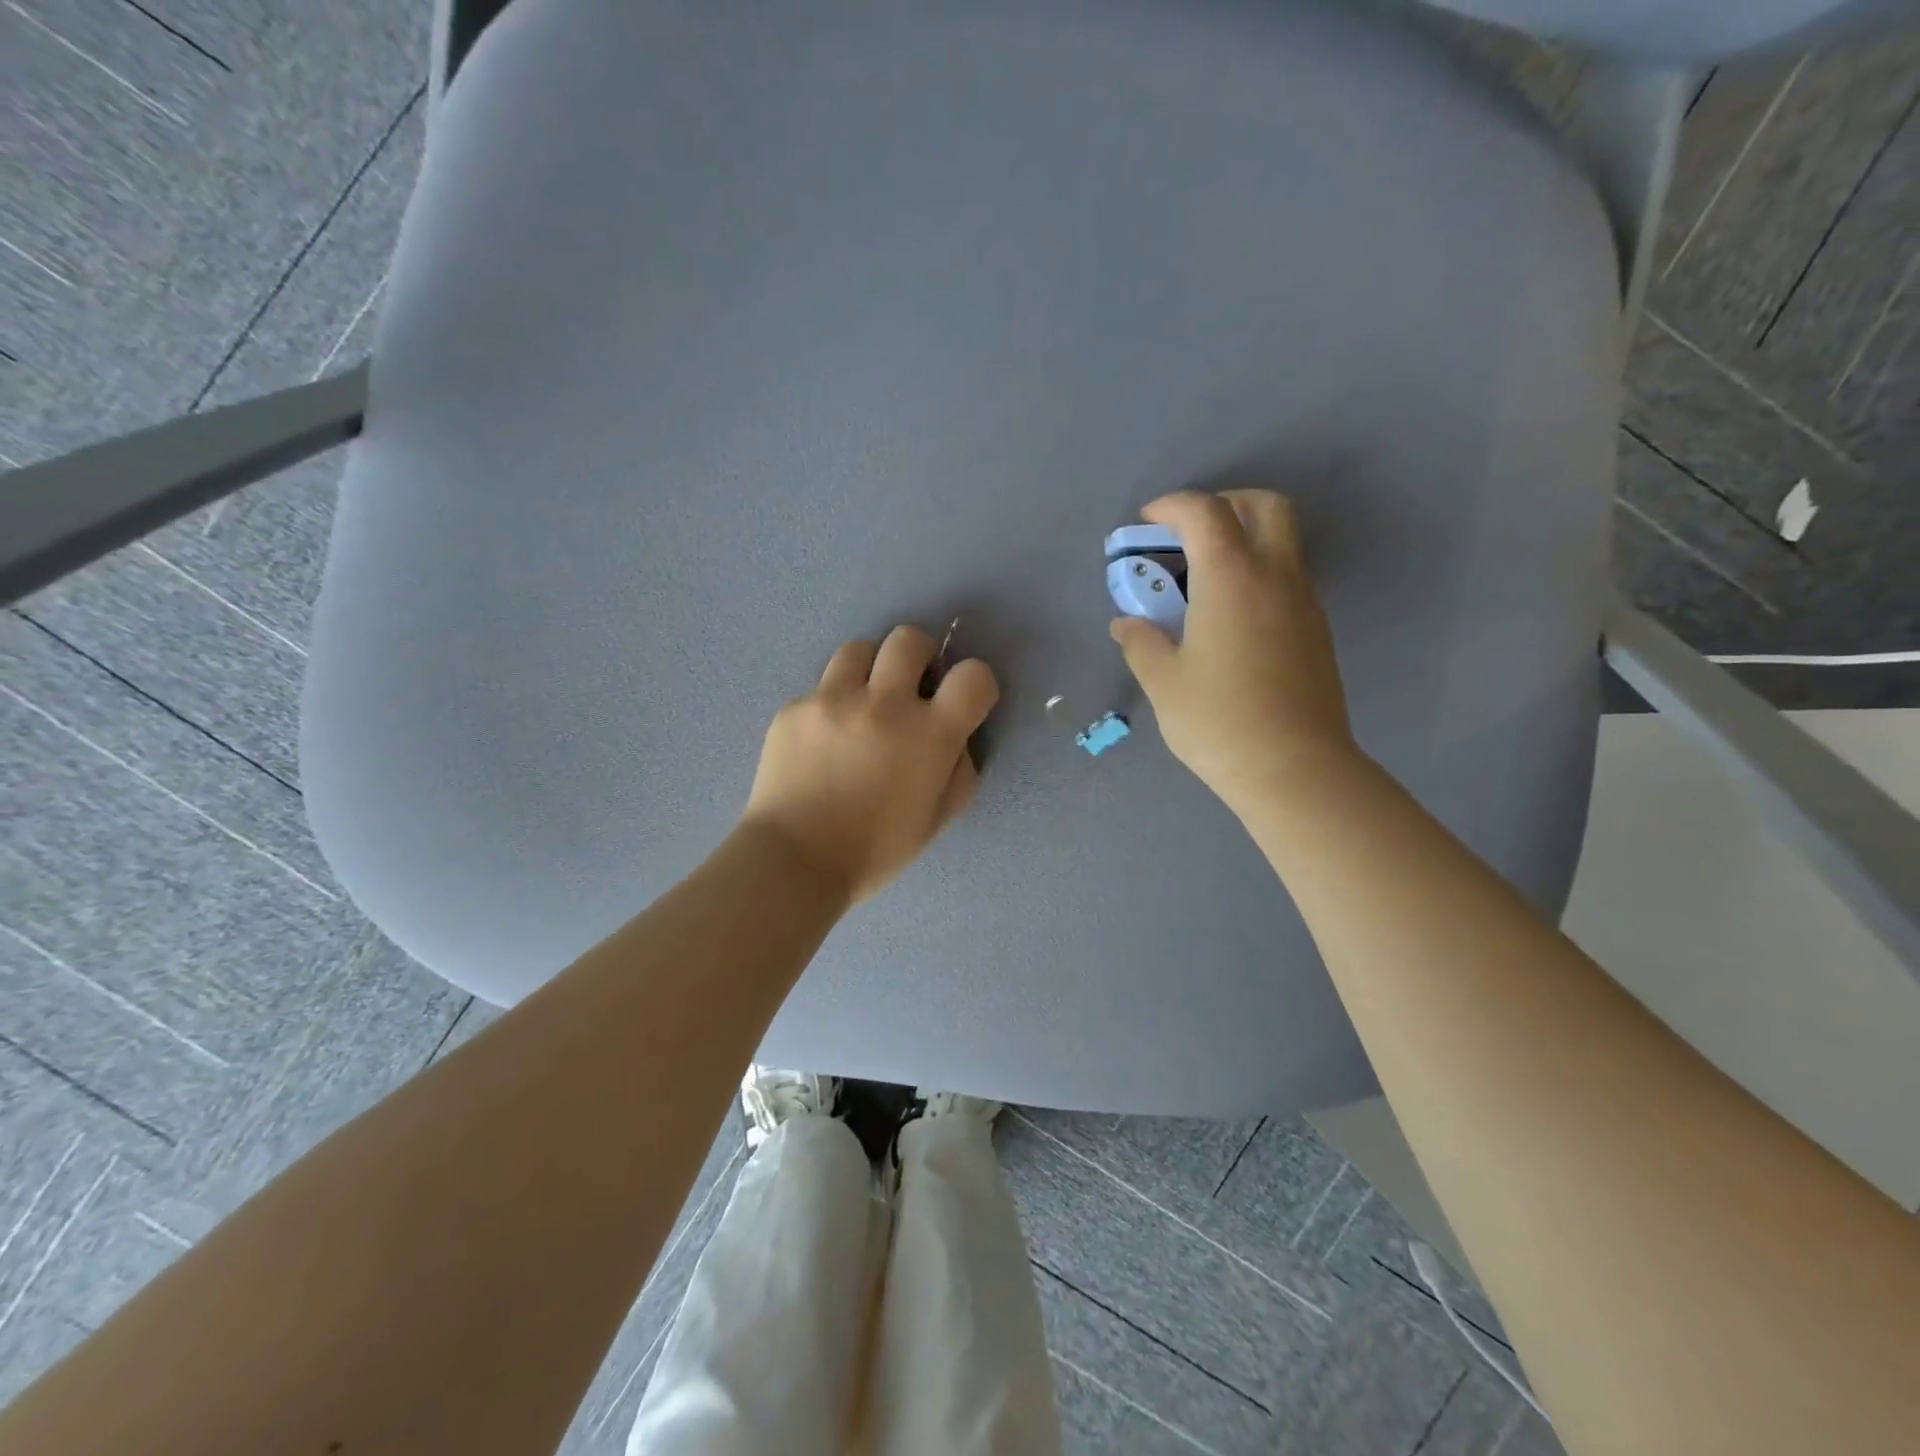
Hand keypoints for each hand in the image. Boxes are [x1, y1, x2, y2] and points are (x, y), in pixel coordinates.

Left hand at [743, 625, 999, 905]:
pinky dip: (830, 705)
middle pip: (909, 639)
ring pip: (859, 649)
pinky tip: (822, 741)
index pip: (973, 675)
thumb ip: (959, 772)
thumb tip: (956, 740)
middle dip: (919, 656)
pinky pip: (820, 688)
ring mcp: (833, 700)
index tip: (962, 701)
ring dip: (871, 670)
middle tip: (910, 687)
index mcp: (929, 735)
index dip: (975, 683)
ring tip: (863, 702)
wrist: (794, 861)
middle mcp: (884, 704)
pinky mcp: (794, 708)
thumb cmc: (875, 851)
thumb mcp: (937, 819)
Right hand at [1110, 489, 1356, 812]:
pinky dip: (1259, 571)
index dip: (1172, 506)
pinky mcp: (1316, 629)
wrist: (1294, 767)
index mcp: (1231, 578)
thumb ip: (1141, 643)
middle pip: (1264, 506)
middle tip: (1190, 533)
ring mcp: (1304, 601)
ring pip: (1283, 540)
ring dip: (1245, 538)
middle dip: (1225, 503)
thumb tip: (1127, 624)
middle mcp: (1275, 576)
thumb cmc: (1218, 720)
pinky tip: (1230, 615)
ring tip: (1204, 577)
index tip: (1147, 522)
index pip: (1205, 512)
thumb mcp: (1163, 682)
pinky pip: (1289, 576)